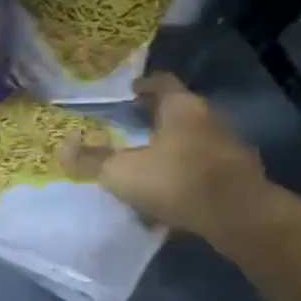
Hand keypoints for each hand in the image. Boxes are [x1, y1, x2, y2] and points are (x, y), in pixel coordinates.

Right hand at [63, 73, 287, 246]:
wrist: (238, 217)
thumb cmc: (176, 180)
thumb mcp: (121, 172)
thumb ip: (92, 160)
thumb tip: (62, 148)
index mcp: (182, 108)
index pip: (162, 83)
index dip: (144, 85)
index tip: (129, 90)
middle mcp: (210, 120)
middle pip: (179, 113)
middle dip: (155, 121)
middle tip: (130, 128)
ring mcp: (228, 149)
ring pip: (192, 143)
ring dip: (171, 151)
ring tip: (146, 166)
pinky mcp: (238, 178)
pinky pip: (203, 171)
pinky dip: (185, 178)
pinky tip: (169, 197)